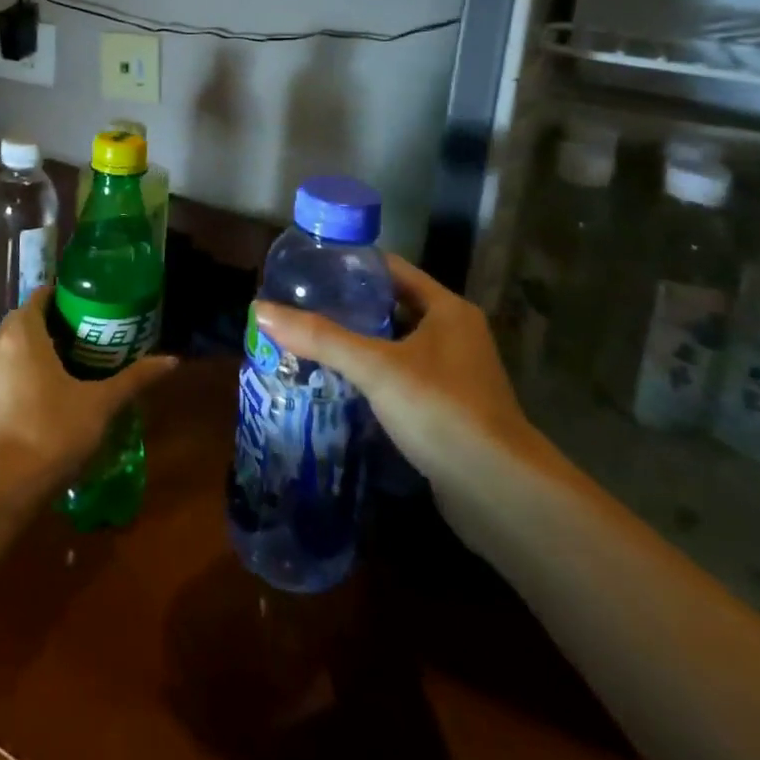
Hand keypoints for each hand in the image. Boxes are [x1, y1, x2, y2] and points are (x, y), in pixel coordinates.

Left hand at [0, 288, 178, 502]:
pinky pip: (5, 375)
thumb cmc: (50, 432)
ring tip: (73, 364)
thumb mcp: (99, 404)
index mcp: (22, 333)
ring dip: (38, 351)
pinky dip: (25, 374)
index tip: (92, 306)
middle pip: (26, 321)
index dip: (65, 296)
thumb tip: (171, 361)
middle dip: (55, 324)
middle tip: (90, 334)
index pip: (41, 296)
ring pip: (13, 350)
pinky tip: (49, 396)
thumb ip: (133, 379)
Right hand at [253, 254, 548, 540]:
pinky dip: (369, 376)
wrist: (500, 494)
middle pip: (390, 307)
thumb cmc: (442, 410)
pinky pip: (398, 379)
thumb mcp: (375, 367)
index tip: (308, 267)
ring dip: (356, 344)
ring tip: (306, 340)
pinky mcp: (445, 410)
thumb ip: (319, 337)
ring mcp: (452, 375)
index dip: (351, 265)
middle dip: (346, 307)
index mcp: (447, 309)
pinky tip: (333, 383)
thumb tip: (260, 310)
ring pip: (393, 346)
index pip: (391, 269)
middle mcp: (453, 334)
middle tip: (299, 306)